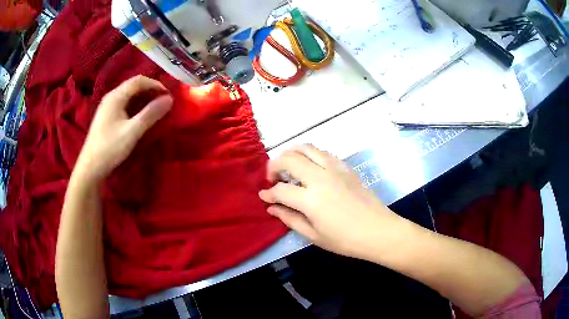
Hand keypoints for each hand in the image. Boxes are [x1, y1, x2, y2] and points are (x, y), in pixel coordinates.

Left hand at [74, 75, 172, 181]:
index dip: (155, 84)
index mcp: (116, 96)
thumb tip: (169, 99)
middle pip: (133, 86)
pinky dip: (135, 105)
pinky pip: (124, 104)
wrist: (90, 168)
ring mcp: (107, 107)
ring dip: (143, 98)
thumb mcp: (132, 132)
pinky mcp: (106, 116)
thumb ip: (150, 114)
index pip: (139, 80)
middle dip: (150, 90)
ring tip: (155, 108)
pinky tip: (140, 116)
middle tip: (163, 101)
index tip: (168, 95)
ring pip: (129, 95)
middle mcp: (111, 97)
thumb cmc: (110, 148)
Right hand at [259, 145, 404, 259]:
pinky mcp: (345, 167)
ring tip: (289, 167)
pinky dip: (310, 155)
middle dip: (274, 166)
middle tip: (273, 178)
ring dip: (291, 153)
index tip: (263, 196)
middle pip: (289, 159)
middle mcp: (320, 177)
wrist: (379, 231)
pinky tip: (311, 167)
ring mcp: (334, 168)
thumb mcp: (314, 235)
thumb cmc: (346, 240)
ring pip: (306, 148)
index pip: (280, 190)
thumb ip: (290, 219)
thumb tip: (271, 207)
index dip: (268, 193)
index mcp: (311, 199)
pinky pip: (323, 152)